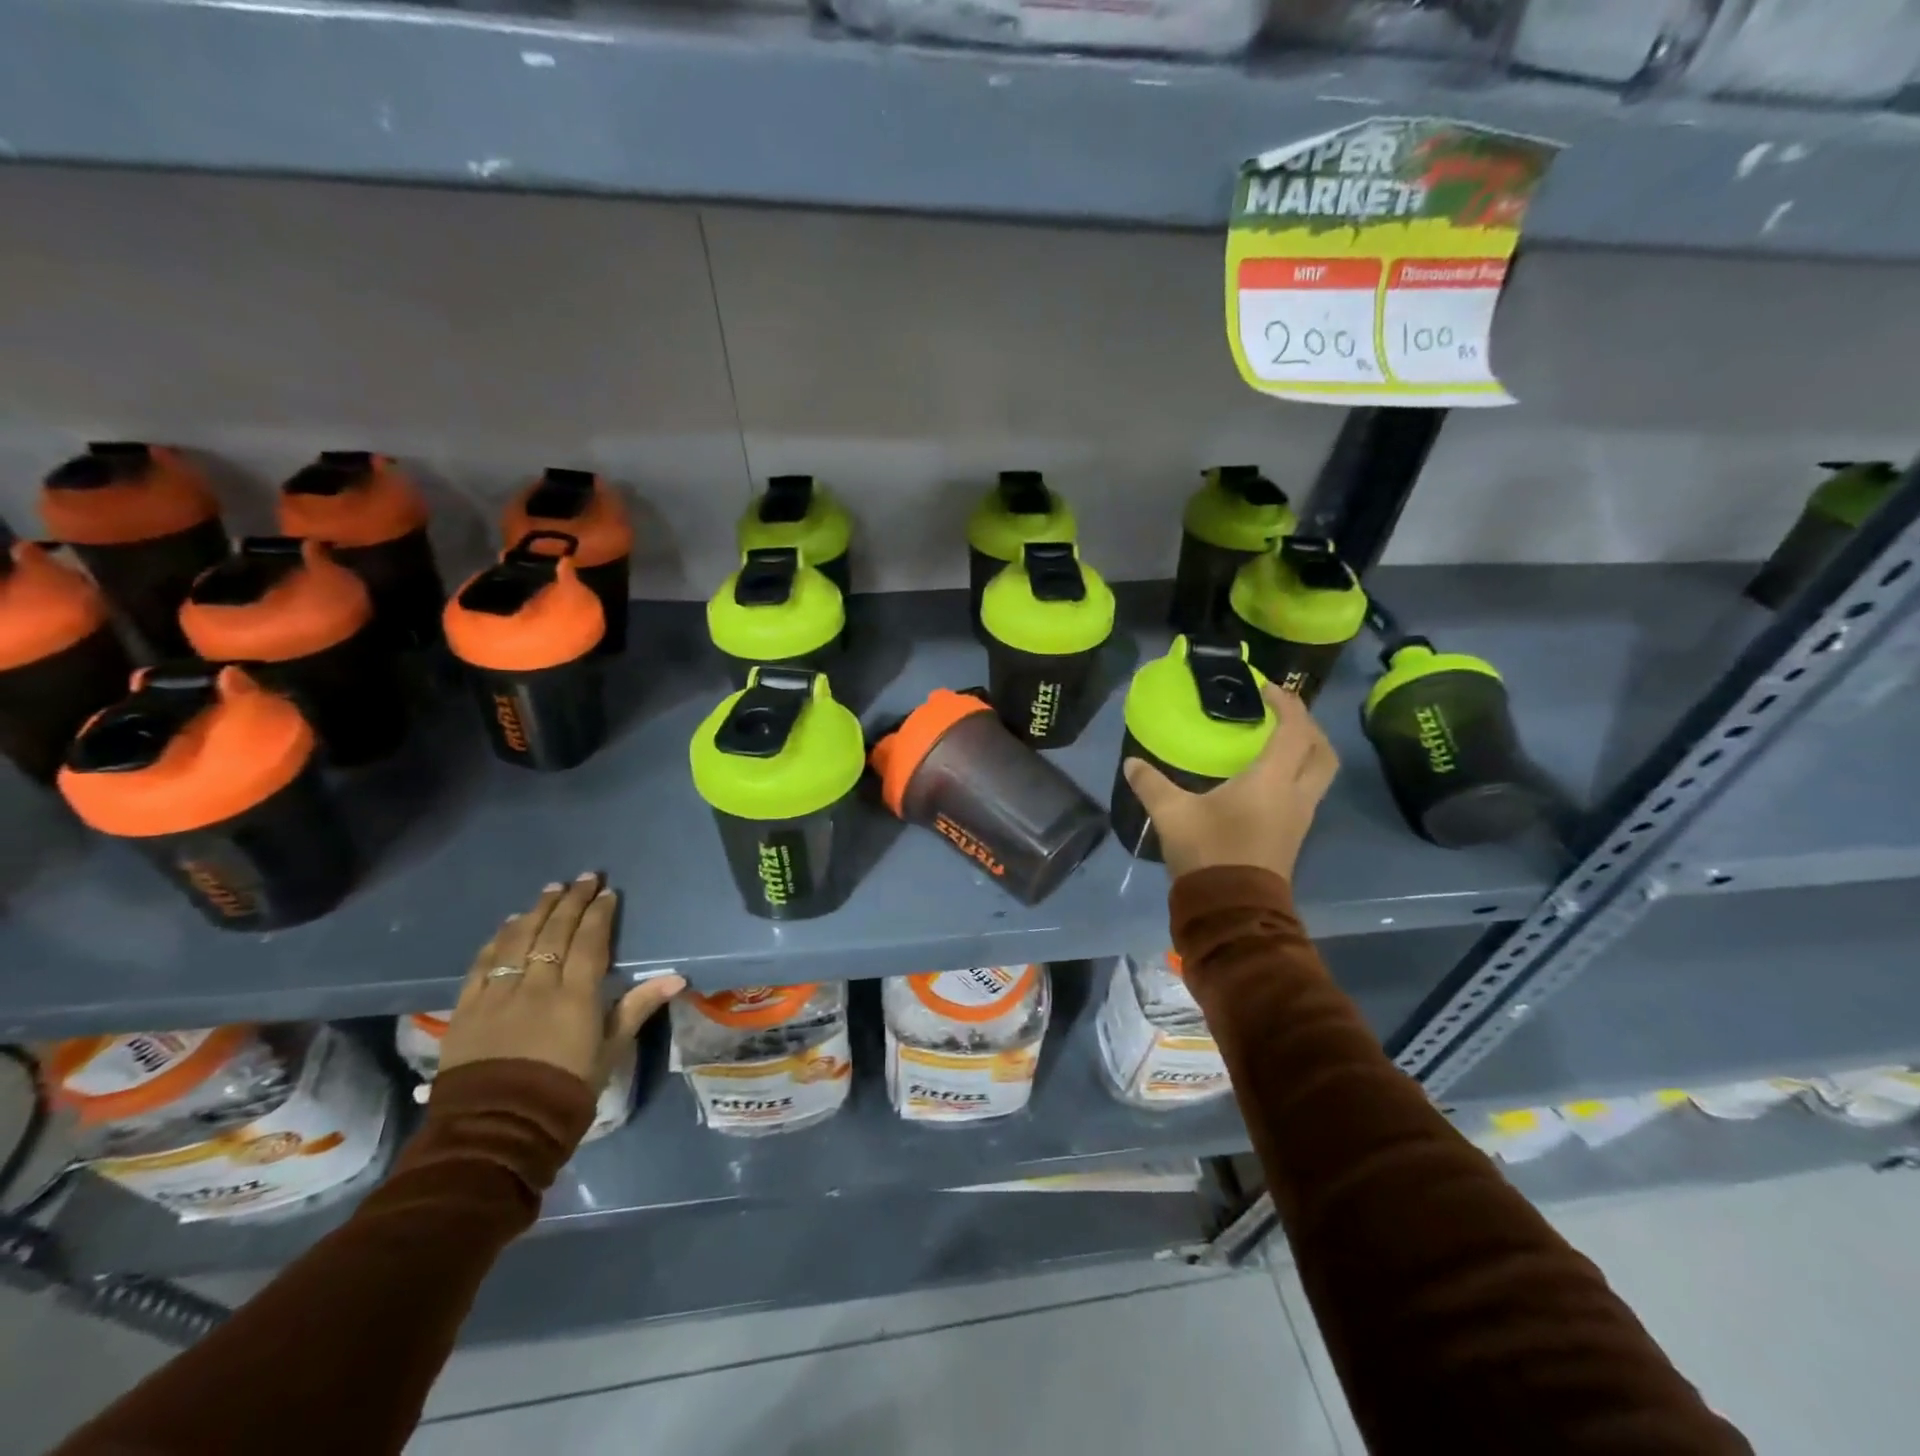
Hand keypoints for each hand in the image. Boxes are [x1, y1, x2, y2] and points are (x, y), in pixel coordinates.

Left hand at [440, 873, 684, 1090]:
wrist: (497, 1131)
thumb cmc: (565, 1092)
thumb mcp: (610, 1051)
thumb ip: (636, 1008)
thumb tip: (676, 977)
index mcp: (575, 996)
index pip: (589, 941)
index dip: (599, 914)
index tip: (607, 893)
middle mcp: (536, 986)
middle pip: (554, 933)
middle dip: (571, 901)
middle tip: (584, 878)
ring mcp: (498, 994)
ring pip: (518, 940)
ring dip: (536, 911)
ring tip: (550, 890)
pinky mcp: (467, 1009)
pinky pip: (483, 964)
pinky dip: (498, 939)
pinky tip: (509, 924)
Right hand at [1123, 684, 1337, 883]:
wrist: (1232, 908)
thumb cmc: (1208, 852)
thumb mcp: (1172, 814)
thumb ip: (1151, 784)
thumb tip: (1131, 763)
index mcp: (1273, 780)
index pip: (1294, 730)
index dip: (1287, 704)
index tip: (1265, 689)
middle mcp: (1296, 794)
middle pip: (1322, 751)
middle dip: (1308, 726)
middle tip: (1280, 714)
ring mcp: (1300, 817)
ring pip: (1319, 773)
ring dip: (1306, 751)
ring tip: (1275, 741)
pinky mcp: (1294, 835)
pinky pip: (1307, 791)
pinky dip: (1296, 773)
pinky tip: (1266, 777)